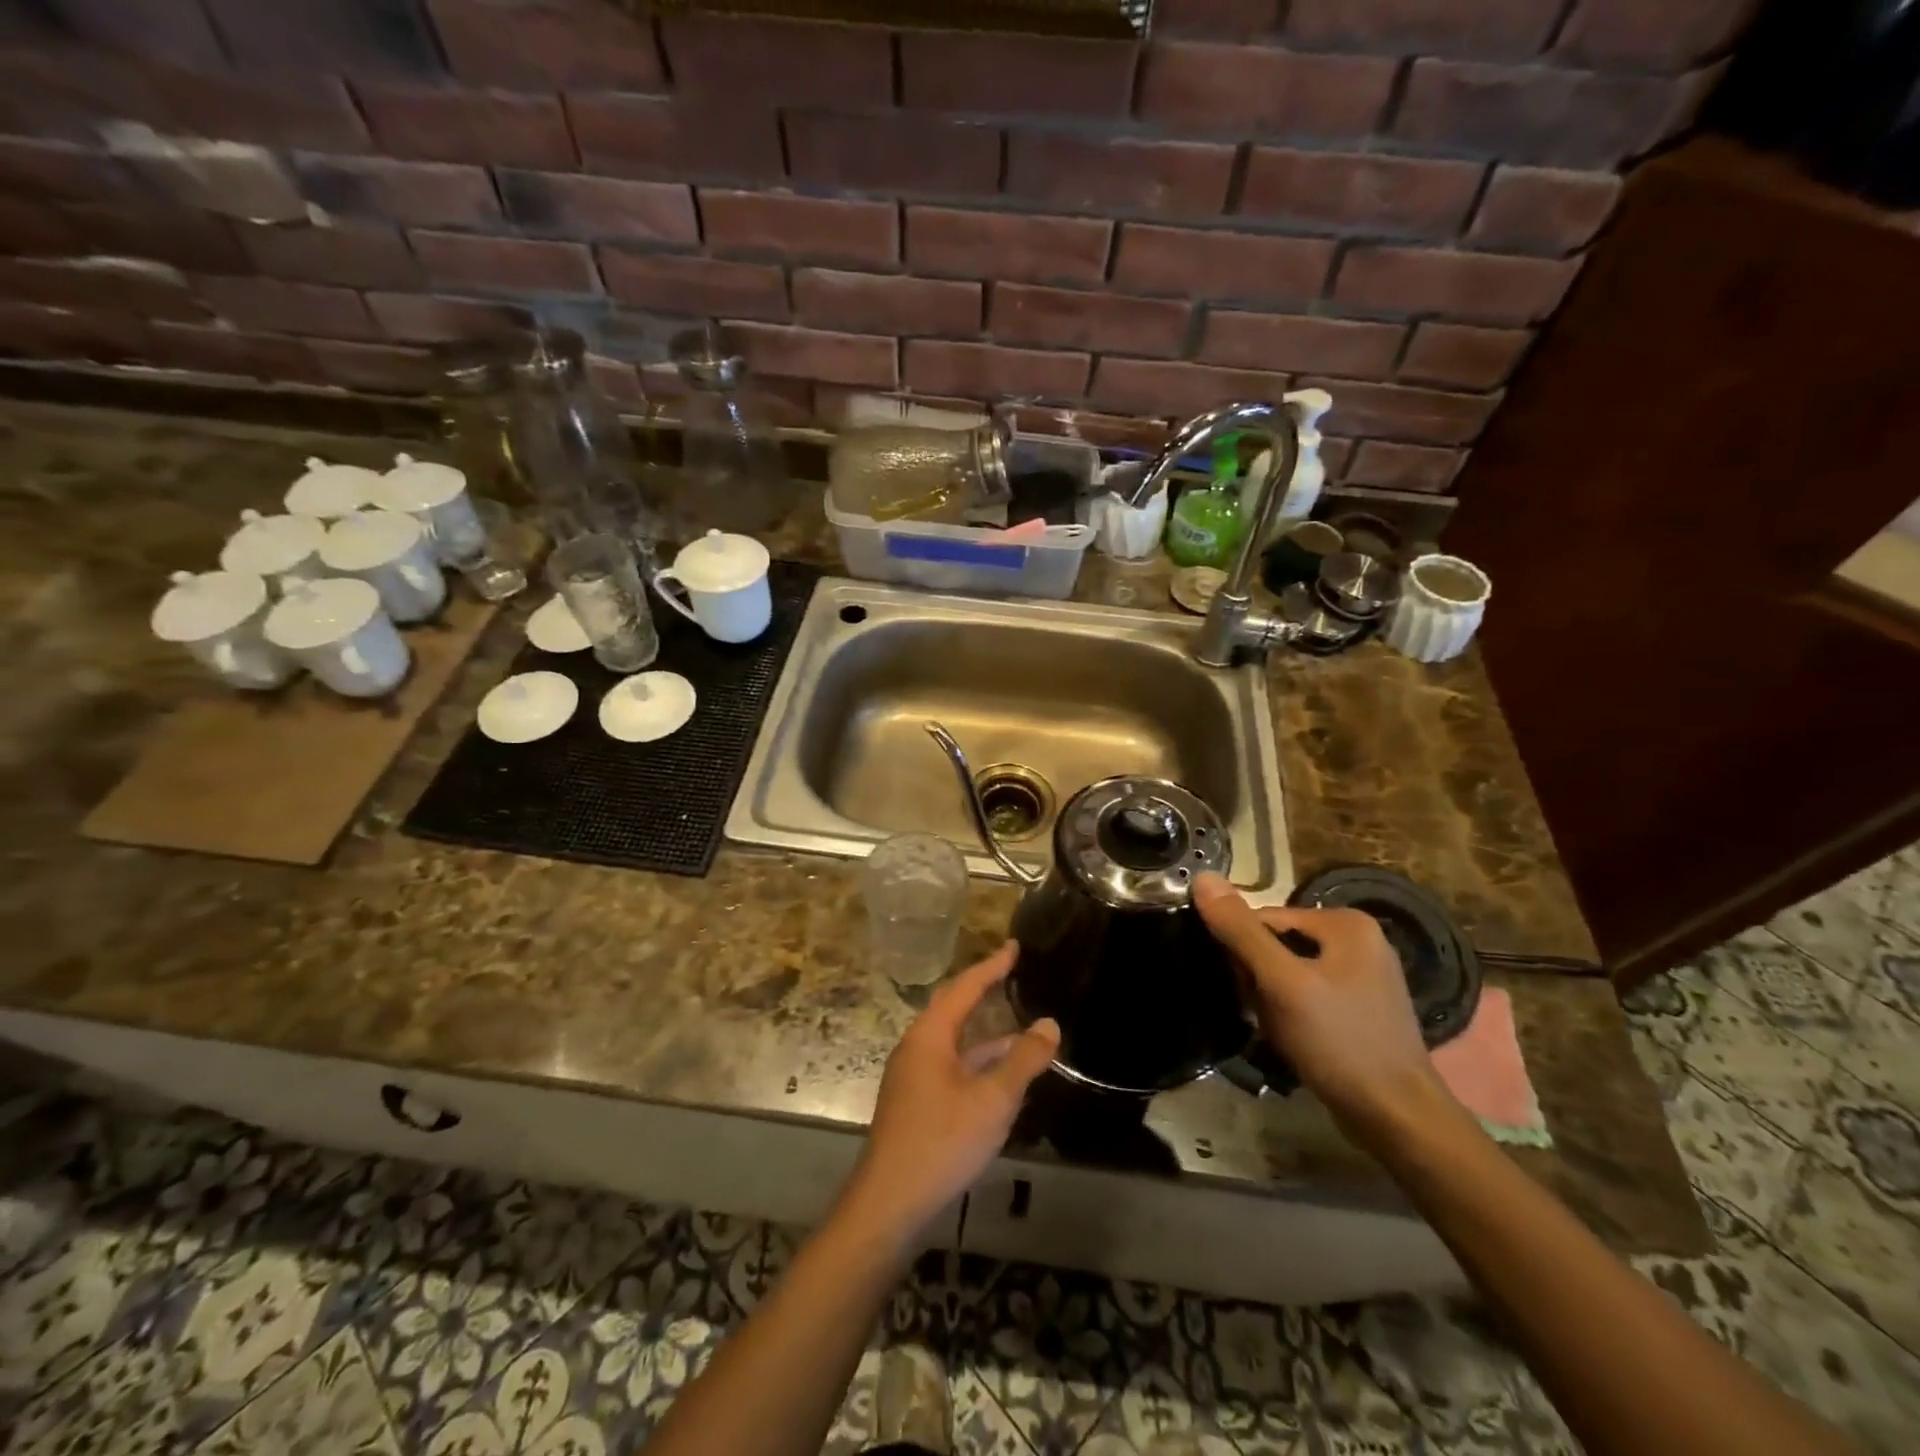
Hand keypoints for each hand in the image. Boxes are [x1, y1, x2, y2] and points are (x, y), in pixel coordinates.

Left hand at [841, 943, 1059, 1249]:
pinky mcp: (914, 1101)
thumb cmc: (942, 1141)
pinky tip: (1000, 1076)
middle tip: (1012, 973)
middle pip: (953, 1007)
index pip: (964, 987)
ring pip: (953, 1040)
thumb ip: (1023, 1060)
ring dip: (984, 1032)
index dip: (992, 966)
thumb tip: (1049, 1023)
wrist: (890, 1203)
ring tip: (1020, 1027)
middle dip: (983, 990)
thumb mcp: (992, 1100)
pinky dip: (976, 1060)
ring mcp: (912, 1075)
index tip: (1015, 946)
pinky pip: (950, 1064)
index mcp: (930, 1035)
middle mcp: (916, 1046)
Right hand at [1192, 874, 1456, 1142]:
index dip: (1241, 951)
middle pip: (1277, 943)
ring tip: (1275, 1029)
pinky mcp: (1360, 1007)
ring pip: (1289, 971)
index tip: (1241, 988)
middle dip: (1258, 977)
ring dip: (1271, 998)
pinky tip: (1292, 1038)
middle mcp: (1359, 939)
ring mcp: (1363, 975)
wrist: (1397, 1119)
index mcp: (1346, 922)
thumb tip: (1202, 878)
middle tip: (1260, 1013)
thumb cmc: (1339, 1043)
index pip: (1264, 918)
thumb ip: (1240, 931)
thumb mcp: (1282, 983)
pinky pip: (1308, 994)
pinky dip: (1291, 1012)